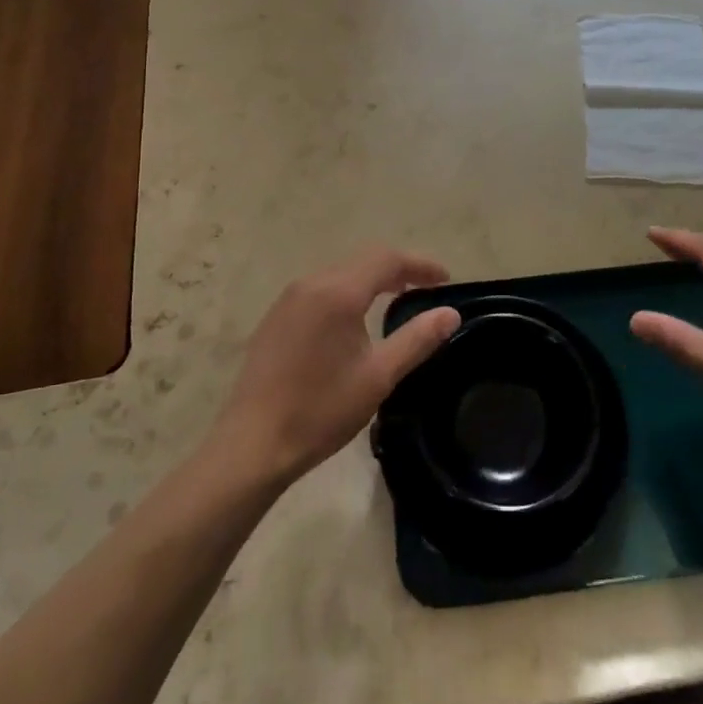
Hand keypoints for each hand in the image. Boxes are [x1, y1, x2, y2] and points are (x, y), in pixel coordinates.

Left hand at [210, 248, 459, 488]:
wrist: (252, 444)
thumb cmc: (320, 410)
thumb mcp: (378, 377)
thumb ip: (417, 340)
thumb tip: (450, 314)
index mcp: (338, 292)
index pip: (387, 259)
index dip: (420, 264)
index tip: (446, 280)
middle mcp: (312, 283)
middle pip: (364, 259)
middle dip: (398, 268)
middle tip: (426, 287)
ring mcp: (289, 298)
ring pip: (341, 272)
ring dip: (372, 278)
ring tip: (396, 298)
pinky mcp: (277, 316)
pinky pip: (321, 288)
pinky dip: (348, 290)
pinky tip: (354, 317)